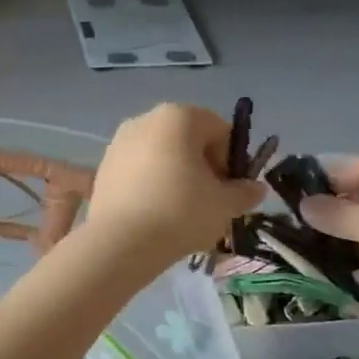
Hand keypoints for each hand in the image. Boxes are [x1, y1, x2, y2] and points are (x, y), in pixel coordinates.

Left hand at [86, 104, 264, 263]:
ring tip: (180, 212)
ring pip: (161, 156)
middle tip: (207, 202)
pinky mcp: (103, 167)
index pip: (219, 130)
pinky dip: (150, 185)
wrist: (121, 242)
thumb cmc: (181, 212)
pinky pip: (137, 171)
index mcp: (178, 116)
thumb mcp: (225, 205)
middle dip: (202, 167)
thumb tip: (255, 188)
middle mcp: (145, 119)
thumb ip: (244, 192)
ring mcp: (118, 142)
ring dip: (176, 177)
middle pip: (187, 140)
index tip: (228, 191)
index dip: (230, 161)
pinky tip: (154, 214)